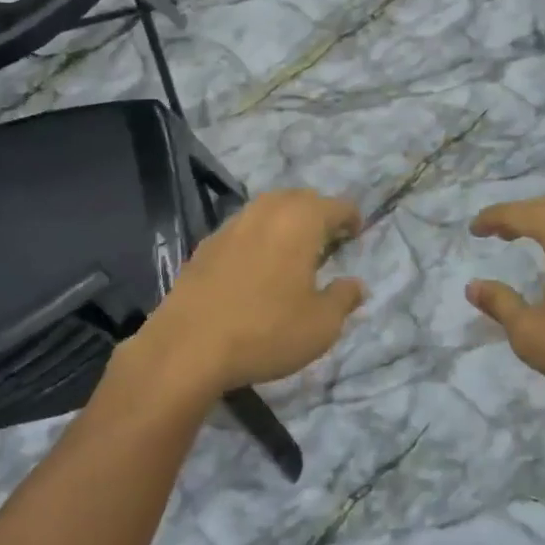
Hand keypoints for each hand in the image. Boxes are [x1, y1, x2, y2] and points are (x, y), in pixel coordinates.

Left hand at [135, 189, 365, 399]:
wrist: (188, 346)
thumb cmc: (266, 331)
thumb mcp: (321, 325)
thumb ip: (344, 299)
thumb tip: (356, 284)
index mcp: (300, 221)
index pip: (335, 205)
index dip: (350, 217)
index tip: (355, 234)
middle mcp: (266, 211)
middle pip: (299, 198)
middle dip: (317, 213)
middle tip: (327, 239)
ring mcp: (232, 225)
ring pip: (267, 209)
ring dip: (285, 221)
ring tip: (292, 250)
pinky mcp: (206, 244)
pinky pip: (242, 228)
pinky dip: (257, 236)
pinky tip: (256, 266)